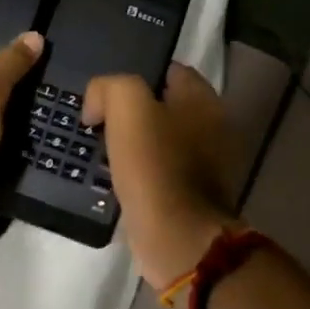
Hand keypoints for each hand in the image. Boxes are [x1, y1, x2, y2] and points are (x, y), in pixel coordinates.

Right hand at [82, 64, 239, 291]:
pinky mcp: (192, 196)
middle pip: (163, 107)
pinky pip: (159, 173)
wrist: (176, 238)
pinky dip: (139, 174)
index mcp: (204, 100)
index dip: (134, 76)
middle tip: (99, 123)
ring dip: (132, 146)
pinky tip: (115, 181)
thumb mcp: (127, 106)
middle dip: (131, 113)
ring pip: (159, 141)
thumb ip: (109, 87)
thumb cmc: (155, 166)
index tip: (106, 95)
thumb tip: (97, 105)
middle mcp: (212, 127)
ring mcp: (206, 165)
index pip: (168, 71)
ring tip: (101, 153)